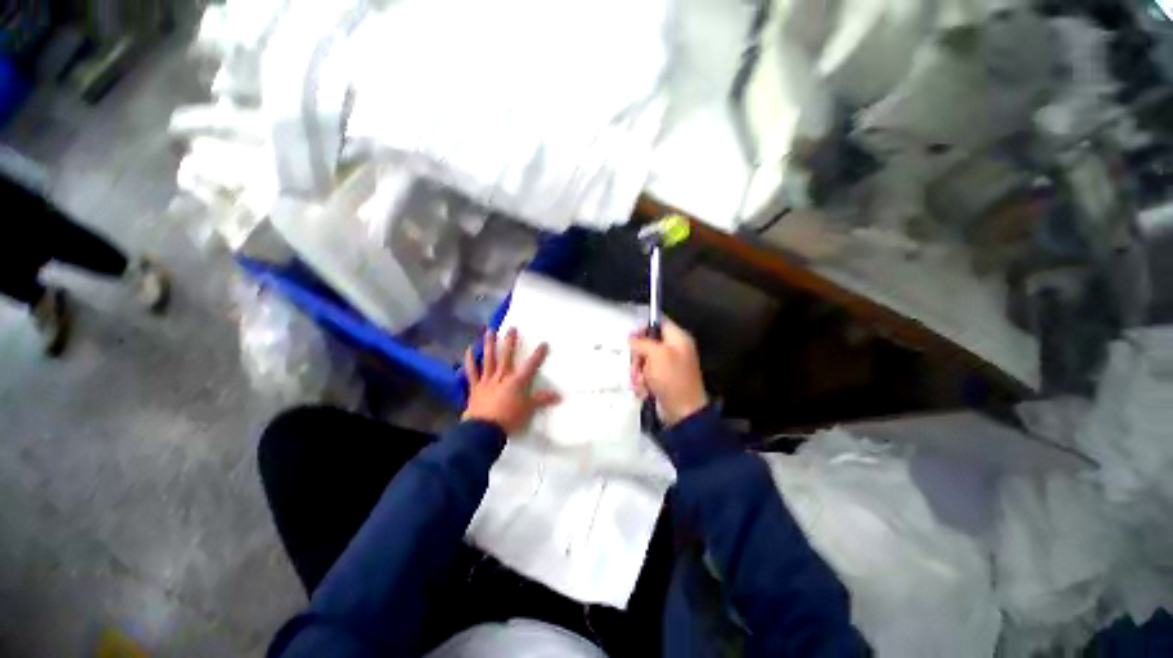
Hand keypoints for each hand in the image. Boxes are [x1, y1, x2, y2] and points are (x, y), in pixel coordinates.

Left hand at [463, 328, 559, 434]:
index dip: (538, 354)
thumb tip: (560, 395)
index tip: (544, 343)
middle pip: (507, 355)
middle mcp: (502, 376)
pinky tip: (469, 349)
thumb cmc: (509, 419)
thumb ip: (542, 400)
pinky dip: (470, 360)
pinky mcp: (475, 386)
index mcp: (517, 381)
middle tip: (512, 328)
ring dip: (489, 344)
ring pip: (488, 358)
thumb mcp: (529, 409)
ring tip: (490, 331)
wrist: (484, 430)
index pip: (530, 365)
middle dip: (510, 341)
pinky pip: (472, 371)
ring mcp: (487, 380)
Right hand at [629, 321, 708, 426]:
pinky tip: (645, 389)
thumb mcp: (656, 354)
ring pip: (643, 361)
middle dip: (638, 356)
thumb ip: (642, 342)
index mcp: (678, 339)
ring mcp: (667, 366)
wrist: (682, 411)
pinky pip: (645, 375)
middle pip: (647, 344)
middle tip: (638, 366)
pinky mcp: (661, 380)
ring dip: (638, 372)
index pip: (659, 323)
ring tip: (641, 381)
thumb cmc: (673, 379)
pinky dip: (642, 382)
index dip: (644, 328)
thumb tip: (632, 339)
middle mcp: (673, 351)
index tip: (632, 337)